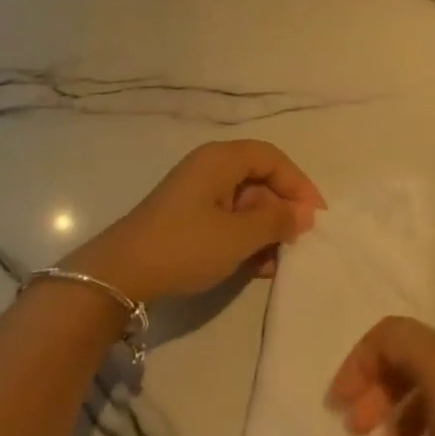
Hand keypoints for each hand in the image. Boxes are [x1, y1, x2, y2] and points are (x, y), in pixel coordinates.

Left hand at [66, 140, 324, 303]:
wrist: (118, 276)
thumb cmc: (184, 246)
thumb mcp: (238, 236)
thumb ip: (277, 221)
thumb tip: (305, 213)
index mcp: (221, 159)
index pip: (273, 159)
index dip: (298, 184)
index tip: (316, 216)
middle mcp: (210, 168)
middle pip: (260, 180)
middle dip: (282, 211)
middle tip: (299, 242)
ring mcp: (197, 193)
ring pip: (246, 203)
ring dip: (265, 230)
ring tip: (278, 262)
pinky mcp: (187, 218)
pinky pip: (228, 219)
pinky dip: (245, 238)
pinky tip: (257, 267)